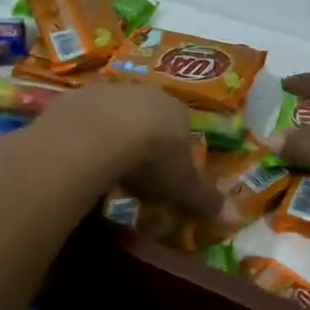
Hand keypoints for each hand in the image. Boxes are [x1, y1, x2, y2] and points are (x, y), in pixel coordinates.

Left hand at [37, 84, 222, 219]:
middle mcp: (144, 93)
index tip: (166, 179)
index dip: (174, 154)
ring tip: (105, 171)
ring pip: (114, 117)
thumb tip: (235, 217)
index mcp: (176, 110)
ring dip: (111, 139)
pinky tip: (79, 160)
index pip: (181, 130)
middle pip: (146, 119)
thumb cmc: (153, 158)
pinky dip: (83, 139)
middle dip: (142, 144)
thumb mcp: (183, 185)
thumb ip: (205, 199)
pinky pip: (82, 121)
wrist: (100, 134)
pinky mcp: (74, 98)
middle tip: (135, 177)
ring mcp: (107, 92)